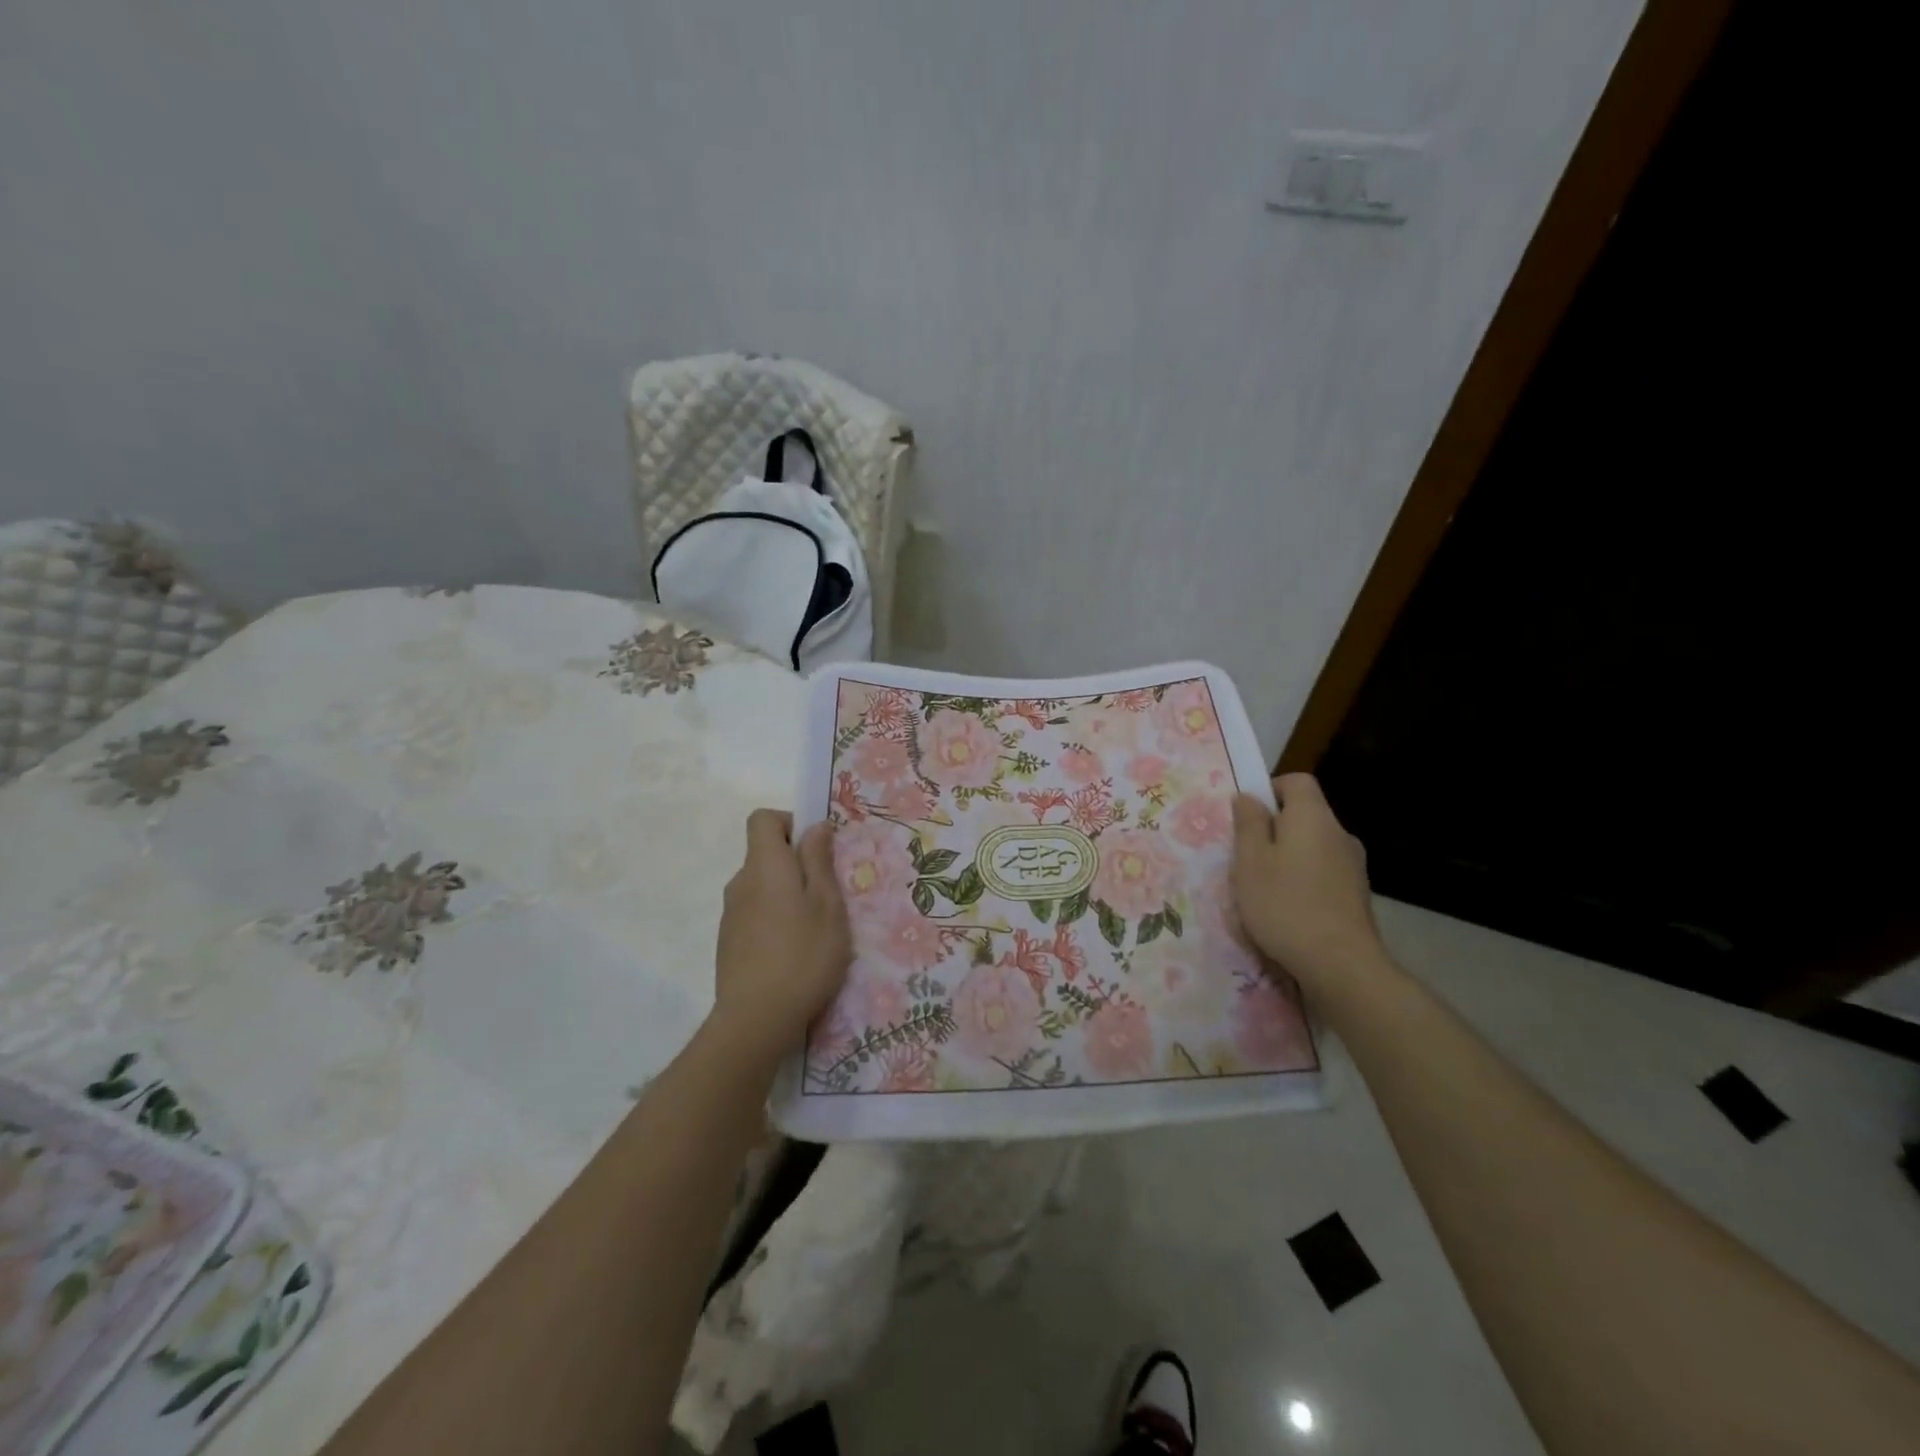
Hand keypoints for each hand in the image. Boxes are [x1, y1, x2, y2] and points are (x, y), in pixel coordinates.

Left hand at [711, 809, 851, 1060]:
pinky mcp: (729, 943)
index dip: (790, 822)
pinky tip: (795, 952)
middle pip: (765, 853)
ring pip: (762, 886)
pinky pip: (756, 913)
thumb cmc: (803, 955)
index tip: (817, 848)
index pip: (763, 819)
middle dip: (797, 863)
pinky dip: (775, 919)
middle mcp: (741, 882)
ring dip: (788, 894)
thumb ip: (819, 861)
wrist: (755, 1020)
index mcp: (764, 865)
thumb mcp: (828, 905)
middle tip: (829, 893)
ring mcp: (731, 914)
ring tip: (816, 928)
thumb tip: (815, 827)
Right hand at [1231, 773, 1382, 986]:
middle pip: (1305, 815)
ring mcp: (1353, 866)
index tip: (1247, 816)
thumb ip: (1248, 824)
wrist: (1341, 966)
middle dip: (1274, 829)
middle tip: (1246, 857)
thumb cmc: (1285, 905)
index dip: (1270, 789)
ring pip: (1314, 846)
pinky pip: (1324, 873)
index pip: (1296, 781)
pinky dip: (1305, 881)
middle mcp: (1339, 834)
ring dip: (1289, 858)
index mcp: (1313, 817)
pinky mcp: (1357, 895)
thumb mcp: (1250, 862)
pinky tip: (1288, 910)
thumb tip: (1249, 797)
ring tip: (1264, 888)